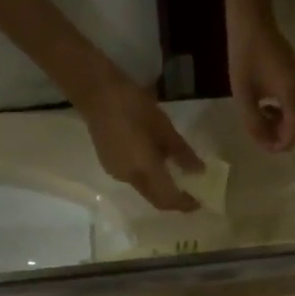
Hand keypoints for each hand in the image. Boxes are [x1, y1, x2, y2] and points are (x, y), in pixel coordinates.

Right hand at [75, 74, 201, 211]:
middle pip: (155, 199)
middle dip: (173, 200)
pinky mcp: (109, 163)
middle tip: (190, 193)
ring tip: (175, 176)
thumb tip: (198, 171)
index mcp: (145, 171)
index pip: (168, 199)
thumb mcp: (164, 128)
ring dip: (160, 189)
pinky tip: (155, 163)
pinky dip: (149, 178)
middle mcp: (130, 179)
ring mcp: (116, 172)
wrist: (95, 91)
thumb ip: (182, 153)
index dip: (184, 204)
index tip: (199, 202)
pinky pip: (134, 179)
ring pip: (144, 190)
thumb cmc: (134, 106)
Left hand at [228, 14, 294, 152]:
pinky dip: (281, 111)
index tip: (262, 145)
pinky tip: (265, 104)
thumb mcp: (243, 94)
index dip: (278, 145)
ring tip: (258, 117)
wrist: (252, 19)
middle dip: (277, 135)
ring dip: (278, 123)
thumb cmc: (245, 55)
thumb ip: (253, 123)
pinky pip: (294, 104)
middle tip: (257, 131)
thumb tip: (264, 144)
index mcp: (293, 97)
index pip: (293, 134)